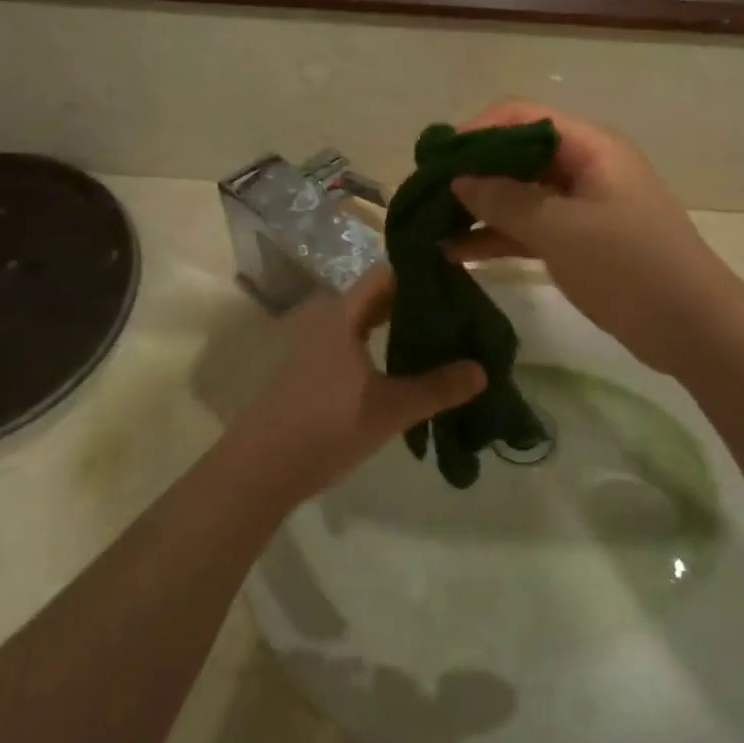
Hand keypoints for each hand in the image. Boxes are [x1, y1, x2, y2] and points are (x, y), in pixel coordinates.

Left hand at [225, 266, 485, 505]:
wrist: (261, 468)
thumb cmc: (327, 427)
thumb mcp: (390, 409)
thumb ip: (438, 388)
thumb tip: (482, 370)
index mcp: (343, 315)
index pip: (387, 274)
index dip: (421, 274)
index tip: (457, 284)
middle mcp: (327, 320)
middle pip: (378, 296)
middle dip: (416, 302)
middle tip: (457, 314)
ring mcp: (315, 345)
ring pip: (365, 321)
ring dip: (398, 326)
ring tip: (438, 339)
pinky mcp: (312, 369)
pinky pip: (353, 342)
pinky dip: (380, 345)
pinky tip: (402, 366)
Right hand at [450, 102, 737, 375]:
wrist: (692, 328)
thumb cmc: (630, 267)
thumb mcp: (562, 230)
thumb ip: (505, 200)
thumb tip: (458, 178)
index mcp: (589, 146)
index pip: (521, 117)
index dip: (475, 132)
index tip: (435, 162)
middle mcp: (584, 166)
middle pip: (516, 155)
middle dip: (470, 173)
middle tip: (424, 197)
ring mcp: (581, 206)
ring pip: (519, 195)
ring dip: (478, 208)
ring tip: (429, 228)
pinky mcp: (579, 241)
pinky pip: (529, 228)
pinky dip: (496, 237)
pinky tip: (455, 253)